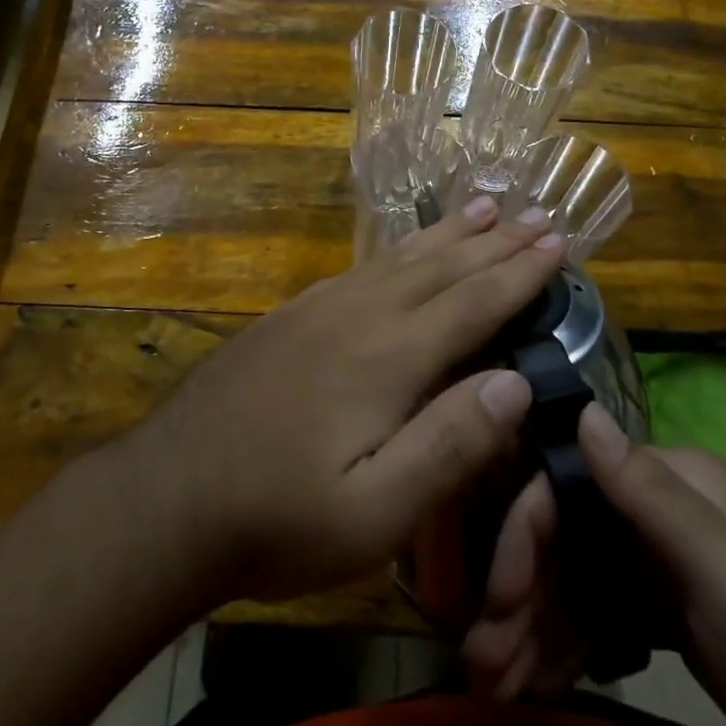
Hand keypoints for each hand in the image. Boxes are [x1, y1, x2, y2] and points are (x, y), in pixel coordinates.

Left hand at [122, 195, 564, 606]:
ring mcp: (318, 310)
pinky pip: (360, 268)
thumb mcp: (374, 512)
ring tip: (482, 208)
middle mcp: (358, 315)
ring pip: (399, 259)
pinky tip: (402, 252)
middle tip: (536, 213)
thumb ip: (449, 444)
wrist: (167, 496)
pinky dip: (397, 251)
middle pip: (441, 268)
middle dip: (494, 242)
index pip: (473, 303)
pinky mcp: (290, 317)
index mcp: (388, 357)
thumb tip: (516, 383)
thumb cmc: (278, 518)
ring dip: (448, 235)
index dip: (519, 274)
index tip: (557, 243)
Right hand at [465, 406, 725, 725]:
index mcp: (670, 481)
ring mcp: (657, 560)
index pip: (567, 486)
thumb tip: (581, 409)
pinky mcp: (662, 608)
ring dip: (533, 629)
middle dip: (520, 599)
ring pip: (573, 582)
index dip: (524, 538)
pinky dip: (564, 646)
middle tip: (483, 667)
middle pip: (564, 538)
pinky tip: (537, 682)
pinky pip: (595, 616)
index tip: (497, 603)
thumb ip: (650, 492)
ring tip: (497, 688)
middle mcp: (655, 509)